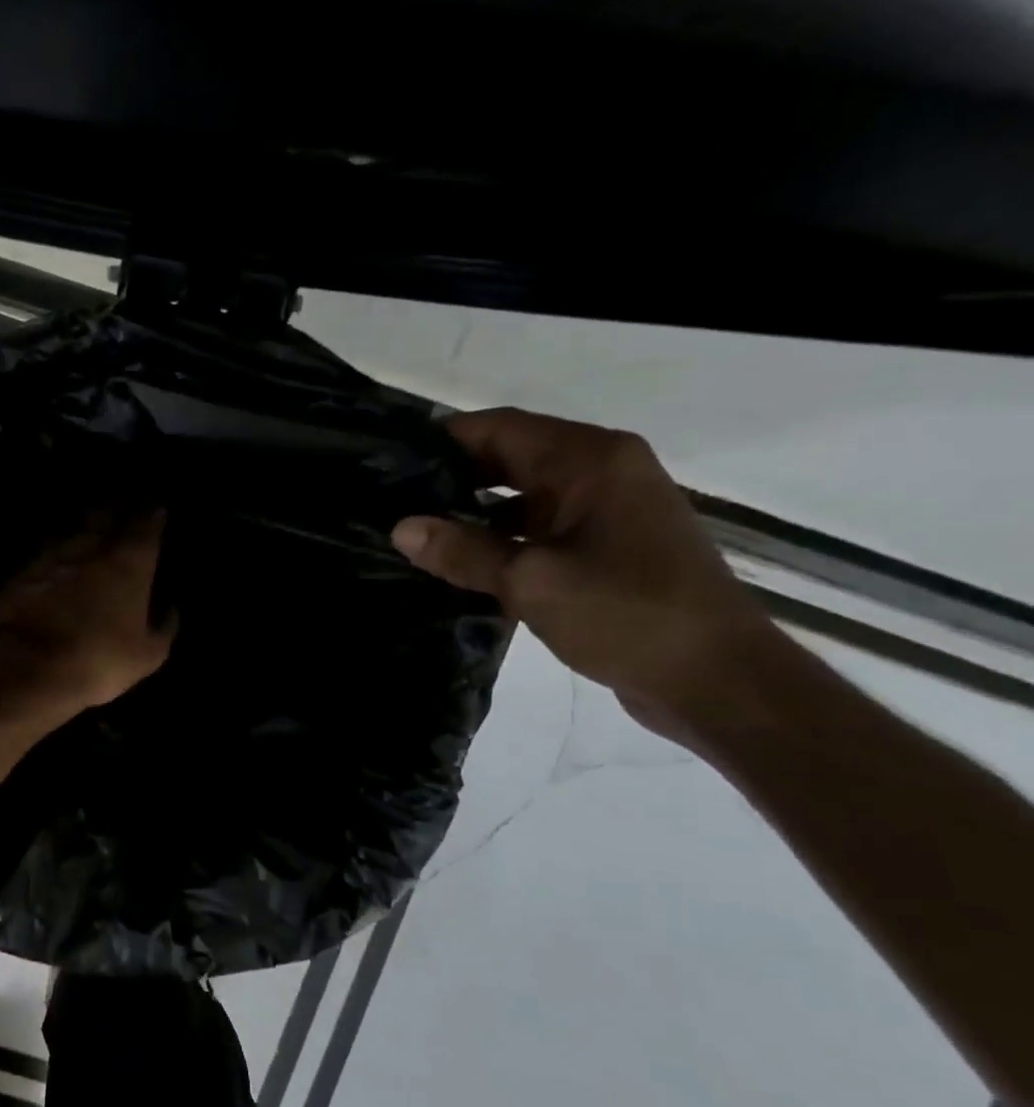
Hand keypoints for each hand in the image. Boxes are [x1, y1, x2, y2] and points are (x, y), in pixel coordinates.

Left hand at [0, 509, 177, 723]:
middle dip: (116, 506)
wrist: (26, 667)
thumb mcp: (147, 655)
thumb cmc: (98, 660)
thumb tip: (169, 607)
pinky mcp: (21, 570)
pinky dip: (55, 547)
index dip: (153, 513)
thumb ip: (163, 626)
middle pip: (104, 511)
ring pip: (71, 525)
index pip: (146, 522)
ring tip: (89, 524)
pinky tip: (56, 554)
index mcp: (128, 561)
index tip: (157, 508)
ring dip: (82, 522)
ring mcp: (51, 554)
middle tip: (122, 504)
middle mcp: (90, 546)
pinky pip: (45, 549)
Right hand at [392, 409, 781, 735]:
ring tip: (412, 533)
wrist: (716, 678)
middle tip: (390, 500)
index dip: (444, 440)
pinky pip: (538, 530)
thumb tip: (401, 528)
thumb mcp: (532, 581)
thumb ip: (464, 552)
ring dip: (471, 513)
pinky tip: (456, 564)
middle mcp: (601, 473)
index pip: (501, 428)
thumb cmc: (627, 614)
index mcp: (590, 461)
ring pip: (521, 498)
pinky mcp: (605, 548)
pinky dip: (498, 541)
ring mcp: (605, 511)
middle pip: (510, 459)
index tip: (390, 460)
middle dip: (452, 478)